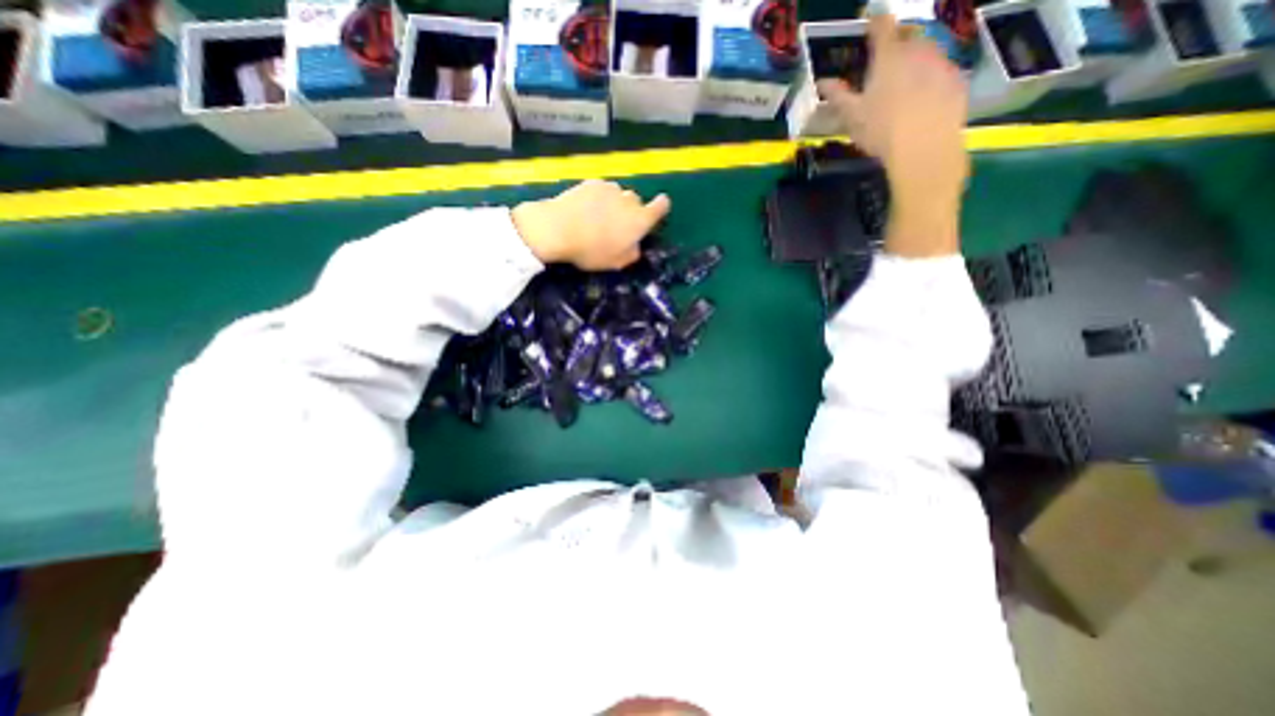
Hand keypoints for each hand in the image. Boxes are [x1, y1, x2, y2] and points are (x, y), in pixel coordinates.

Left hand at [513, 180, 671, 267]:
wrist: (558, 229)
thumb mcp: (615, 263)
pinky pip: (601, 190)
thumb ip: (631, 253)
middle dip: (631, 211)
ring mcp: (610, 189)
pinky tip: (585, 210)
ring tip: (598, 218)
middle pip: (637, 201)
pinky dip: (598, 198)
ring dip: (614, 204)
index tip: (658, 208)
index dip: (661, 207)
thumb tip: (635, 246)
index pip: (661, 207)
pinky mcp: (591, 183)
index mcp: (640, 220)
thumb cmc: (591, 250)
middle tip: (617, 226)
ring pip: (618, 194)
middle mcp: (629, 200)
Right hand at [816, 15, 968, 255]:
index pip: (882, 26)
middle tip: (887, 60)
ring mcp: (941, 63)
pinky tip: (923, 99)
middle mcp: (918, 51)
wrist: (924, 148)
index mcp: (889, 57)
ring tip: (905, 82)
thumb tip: (822, 82)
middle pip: (909, 35)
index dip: (875, 22)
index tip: (870, 22)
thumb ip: (838, 96)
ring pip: (928, 51)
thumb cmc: (881, 130)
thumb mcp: (852, 117)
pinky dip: (932, 78)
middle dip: (898, 41)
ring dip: (916, 60)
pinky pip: (942, 71)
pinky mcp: (957, 81)